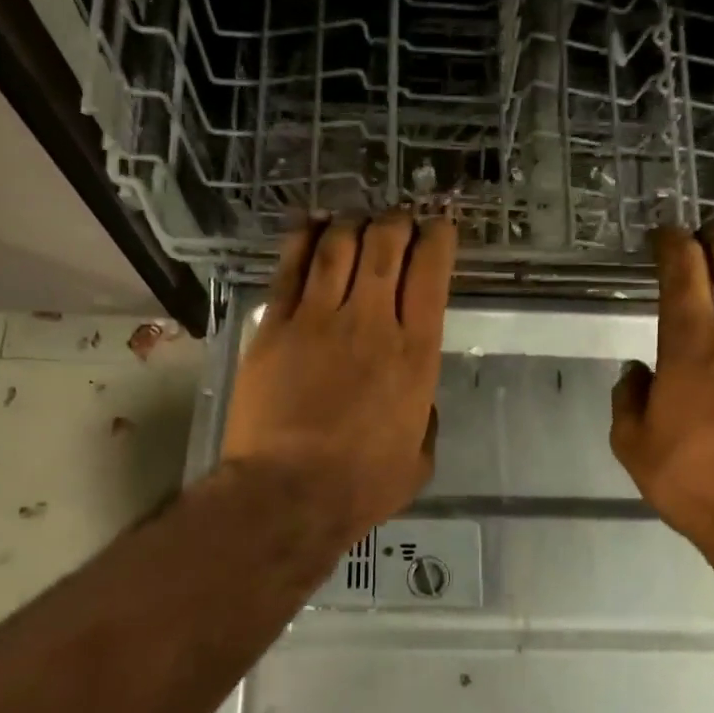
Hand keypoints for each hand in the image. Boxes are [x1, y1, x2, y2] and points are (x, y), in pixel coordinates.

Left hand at [221, 211, 456, 545]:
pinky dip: (304, 239)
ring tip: (356, 220)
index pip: (430, 274)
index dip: (437, 239)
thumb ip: (425, 420)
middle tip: (397, 221)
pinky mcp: (274, 326)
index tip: (438, 228)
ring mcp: (318, 319)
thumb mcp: (418, 458)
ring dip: (352, 224)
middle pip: (385, 246)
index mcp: (415, 353)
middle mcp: (371, 323)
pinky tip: (311, 225)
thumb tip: (419, 401)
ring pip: (338, 247)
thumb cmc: (361, 485)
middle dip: (396, 222)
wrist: (288, 492)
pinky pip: (291, 268)